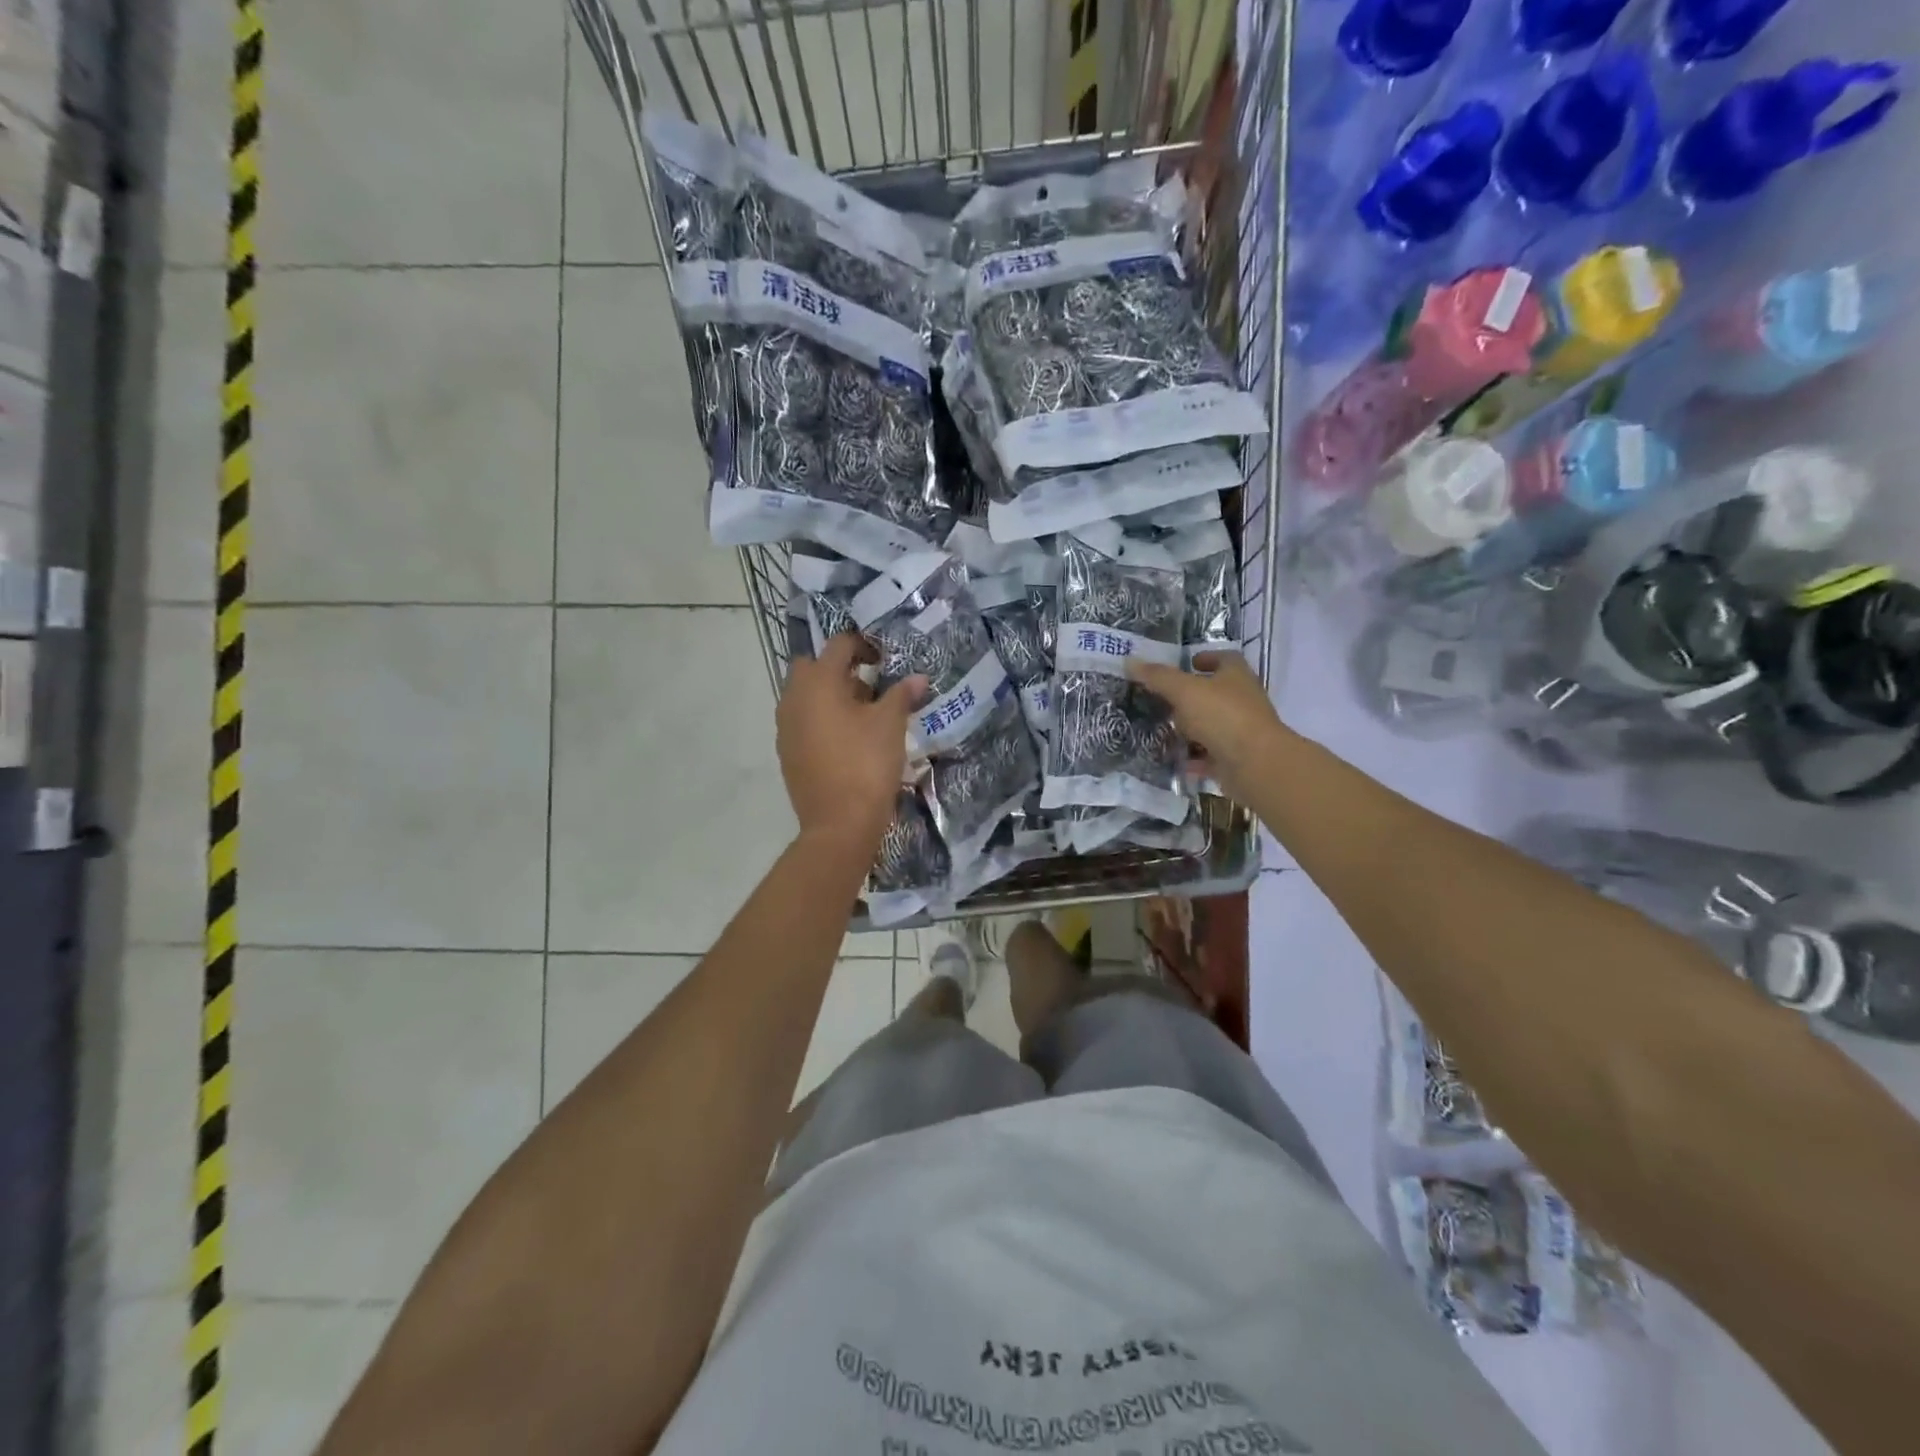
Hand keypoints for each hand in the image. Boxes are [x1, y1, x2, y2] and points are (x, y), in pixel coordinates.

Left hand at [778, 634, 926, 845]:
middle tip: (870, 685)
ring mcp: (785, 727)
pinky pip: (803, 721)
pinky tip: (847, 740)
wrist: (838, 824)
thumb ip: (902, 695)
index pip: (838, 645)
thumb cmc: (866, 764)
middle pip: (813, 667)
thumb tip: (917, 678)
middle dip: (840, 669)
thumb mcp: (890, 725)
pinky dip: (821, 719)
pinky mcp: (787, 752)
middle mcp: (793, 698)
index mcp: (818, 682)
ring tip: (862, 714)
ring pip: (805, 695)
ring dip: (830, 695)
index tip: (884, 660)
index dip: (863, 645)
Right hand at [1128, 651, 1289, 804]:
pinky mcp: (1235, 758)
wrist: (1254, 764)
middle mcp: (1242, 700)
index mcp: (1236, 676)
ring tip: (1162, 730)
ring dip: (1190, 728)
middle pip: (1215, 693)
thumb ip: (1158, 677)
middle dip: (1190, 697)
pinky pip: (1209, 755)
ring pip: (1211, 726)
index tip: (1187, 663)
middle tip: (1163, 699)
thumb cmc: (1222, 716)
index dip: (1206, 658)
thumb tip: (1130, 661)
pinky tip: (1172, 759)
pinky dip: (1193, 757)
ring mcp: (1241, 731)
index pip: (1224, 659)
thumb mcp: (1184, 691)